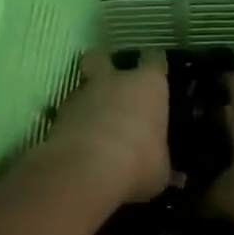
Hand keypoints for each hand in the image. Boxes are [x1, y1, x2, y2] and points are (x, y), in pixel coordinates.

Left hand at [37, 49, 171, 204]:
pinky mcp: (57, 115)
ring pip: (82, 85)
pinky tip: (78, 142)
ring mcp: (82, 95)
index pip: (154, 59)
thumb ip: (164, 166)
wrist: (84, 172)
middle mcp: (114, 81)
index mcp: (147, 86)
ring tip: (94, 122)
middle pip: (103, 57)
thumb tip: (176, 177)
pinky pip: (67, 113)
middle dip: (104, 64)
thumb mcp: (160, 172)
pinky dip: (72, 123)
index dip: (154, 64)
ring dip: (88, 100)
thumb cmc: (137, 163)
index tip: (156, 69)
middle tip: (111, 82)